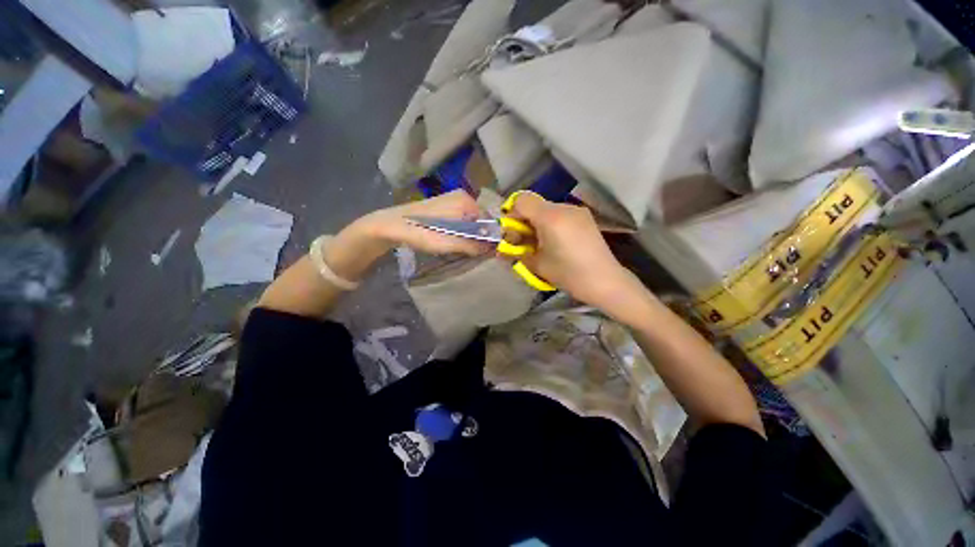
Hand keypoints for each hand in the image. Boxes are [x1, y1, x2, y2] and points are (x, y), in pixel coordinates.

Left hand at [361, 190, 492, 255]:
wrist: (393, 225)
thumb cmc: (424, 232)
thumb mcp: (452, 243)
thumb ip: (474, 245)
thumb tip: (492, 249)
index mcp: (466, 200)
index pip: (488, 220)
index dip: (489, 236)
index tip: (486, 251)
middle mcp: (462, 196)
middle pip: (479, 220)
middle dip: (478, 236)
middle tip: (473, 251)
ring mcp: (451, 199)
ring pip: (469, 220)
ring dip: (468, 234)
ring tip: (462, 247)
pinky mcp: (442, 205)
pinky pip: (459, 219)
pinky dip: (459, 230)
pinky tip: (452, 239)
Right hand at [509, 192, 646, 312]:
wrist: (605, 281)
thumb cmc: (568, 274)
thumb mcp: (536, 264)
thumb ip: (515, 252)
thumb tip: (500, 249)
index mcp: (550, 216)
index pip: (521, 200)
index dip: (511, 214)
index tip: (511, 233)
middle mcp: (564, 207)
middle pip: (534, 205)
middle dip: (523, 222)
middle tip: (523, 242)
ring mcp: (577, 211)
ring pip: (547, 210)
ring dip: (537, 223)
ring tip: (541, 245)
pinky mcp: (585, 218)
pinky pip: (560, 215)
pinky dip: (551, 225)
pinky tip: (556, 243)